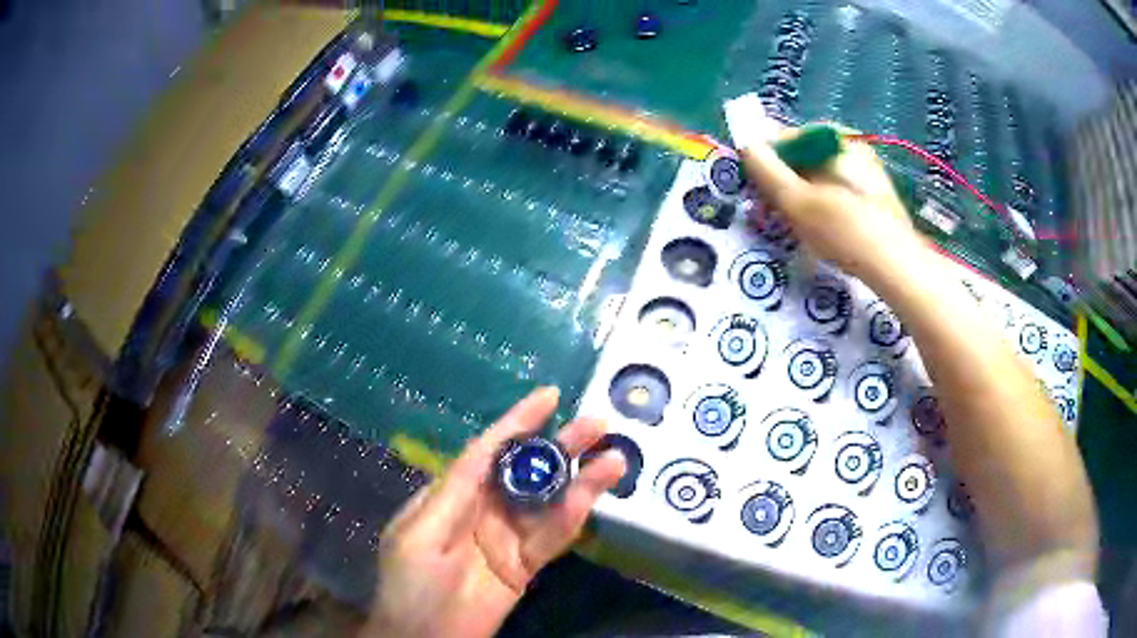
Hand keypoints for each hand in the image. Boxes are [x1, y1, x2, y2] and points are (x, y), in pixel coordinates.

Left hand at [361, 387, 624, 637]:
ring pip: (548, 502)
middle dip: (560, 446)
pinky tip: (592, 499)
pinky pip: (552, 538)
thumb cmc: (409, 584)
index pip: (487, 451)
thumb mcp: (419, 535)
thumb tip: (485, 452)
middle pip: (526, 471)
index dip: (518, 423)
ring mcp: (507, 538)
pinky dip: (572, 518)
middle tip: (598, 423)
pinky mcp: (526, 564)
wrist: (425, 637)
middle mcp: (483, 509)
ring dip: (580, 481)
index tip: (550, 396)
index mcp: (451, 495)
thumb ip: (454, 494)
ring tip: (614, 458)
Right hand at [741, 133, 924, 283]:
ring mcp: (870, 170)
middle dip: (789, 181)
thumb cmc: (844, 229)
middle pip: (807, 157)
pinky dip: (829, 206)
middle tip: (781, 212)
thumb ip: (766, 170)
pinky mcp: (878, 195)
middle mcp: (854, 146)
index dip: (769, 163)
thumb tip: (745, 144)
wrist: (897, 266)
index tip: (761, 192)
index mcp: (835, 138)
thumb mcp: (796, 200)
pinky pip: (842, 191)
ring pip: (824, 176)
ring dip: (807, 196)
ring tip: (804, 227)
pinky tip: (829, 232)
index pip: (788, 138)